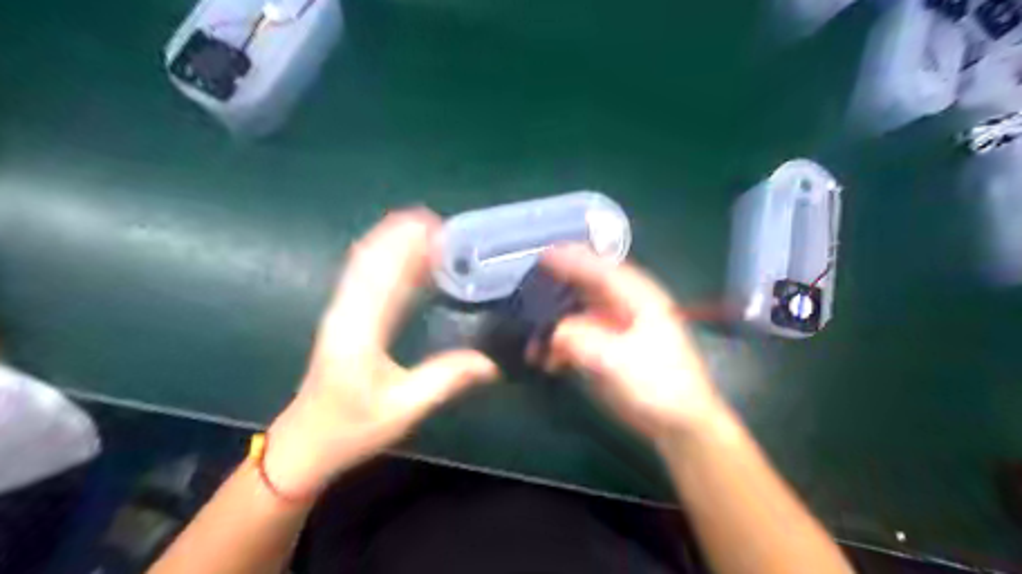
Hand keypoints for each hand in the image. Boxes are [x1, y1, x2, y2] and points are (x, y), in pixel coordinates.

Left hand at [261, 208, 498, 497]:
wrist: (303, 445)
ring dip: (393, 242)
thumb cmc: (350, 428)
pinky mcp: (344, 319)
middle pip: (371, 257)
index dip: (407, 243)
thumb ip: (445, 379)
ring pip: (365, 263)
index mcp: (359, 328)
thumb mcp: (403, 408)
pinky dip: (385, 260)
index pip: (382, 271)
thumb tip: (491, 362)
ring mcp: (342, 312)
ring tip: (428, 232)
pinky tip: (406, 259)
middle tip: (441, 225)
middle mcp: (347, 310)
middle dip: (402, 234)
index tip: (438, 228)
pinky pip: (364, 278)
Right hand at [543, 247, 724, 444]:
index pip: (602, 269)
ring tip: (534, 341)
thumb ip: (580, 340)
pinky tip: (550, 362)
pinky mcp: (615, 350)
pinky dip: (564, 346)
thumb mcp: (616, 361)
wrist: (680, 424)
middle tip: (530, 288)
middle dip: (560, 288)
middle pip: (590, 287)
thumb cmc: (657, 386)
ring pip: (583, 314)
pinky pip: (583, 338)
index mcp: (639, 299)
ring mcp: (622, 329)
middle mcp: (630, 308)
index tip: (543, 255)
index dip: (572, 259)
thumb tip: (554, 332)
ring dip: (557, 325)